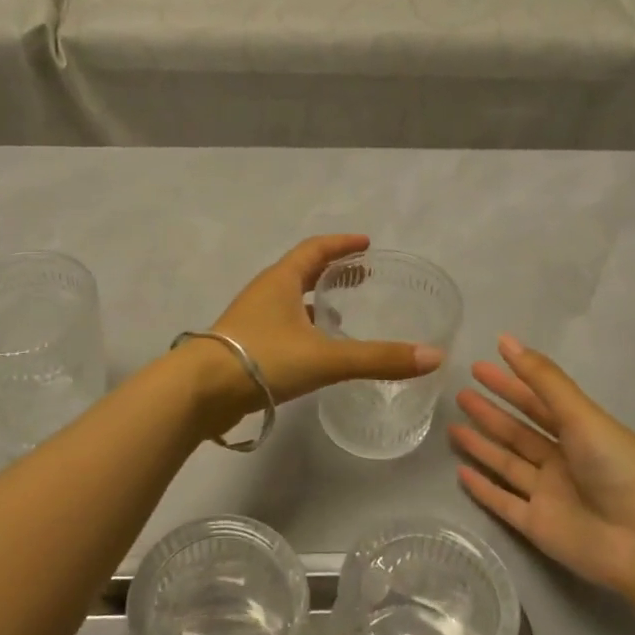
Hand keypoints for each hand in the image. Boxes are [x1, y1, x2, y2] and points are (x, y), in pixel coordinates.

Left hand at [190, 235, 441, 421]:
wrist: (200, 391)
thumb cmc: (263, 359)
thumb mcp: (326, 358)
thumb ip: (379, 358)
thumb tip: (434, 357)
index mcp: (281, 280)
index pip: (315, 249)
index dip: (342, 244)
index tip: (366, 243)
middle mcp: (265, 292)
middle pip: (302, 271)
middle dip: (332, 271)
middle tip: (361, 277)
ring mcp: (251, 319)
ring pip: (290, 300)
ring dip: (316, 301)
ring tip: (343, 313)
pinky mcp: (244, 345)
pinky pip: (281, 325)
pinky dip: (303, 327)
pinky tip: (315, 350)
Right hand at [452, 335, 634, 600]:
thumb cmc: (620, 469)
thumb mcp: (582, 416)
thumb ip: (543, 380)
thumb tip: (506, 340)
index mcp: (579, 432)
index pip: (536, 402)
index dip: (509, 383)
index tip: (479, 366)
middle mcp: (563, 460)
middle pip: (518, 432)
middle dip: (491, 413)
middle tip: (459, 393)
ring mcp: (549, 494)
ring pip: (507, 464)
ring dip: (482, 446)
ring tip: (451, 427)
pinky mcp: (538, 527)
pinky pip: (504, 503)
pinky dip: (483, 489)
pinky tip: (460, 473)